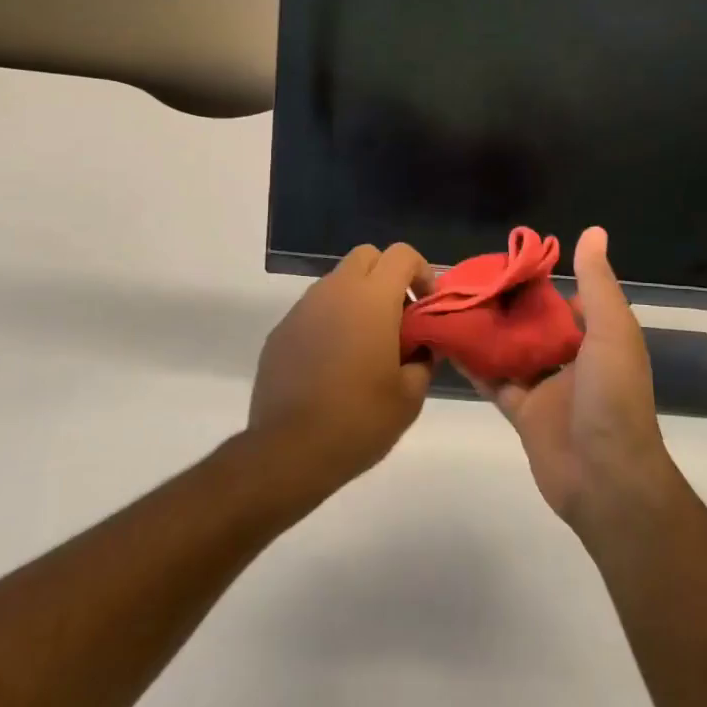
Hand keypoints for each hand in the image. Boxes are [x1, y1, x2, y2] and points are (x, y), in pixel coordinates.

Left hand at [247, 243, 436, 498]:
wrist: (289, 451)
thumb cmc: (359, 420)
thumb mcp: (410, 396)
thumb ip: (423, 359)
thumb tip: (420, 346)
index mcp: (372, 298)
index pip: (402, 254)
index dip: (421, 272)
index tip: (425, 306)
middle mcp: (335, 291)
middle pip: (366, 256)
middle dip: (387, 276)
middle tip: (397, 318)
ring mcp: (303, 308)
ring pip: (337, 281)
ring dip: (357, 298)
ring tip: (365, 344)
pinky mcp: (281, 330)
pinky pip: (314, 310)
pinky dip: (330, 321)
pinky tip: (332, 363)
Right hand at [469, 228, 677, 531]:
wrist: (606, 480)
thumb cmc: (612, 398)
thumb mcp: (611, 331)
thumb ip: (597, 283)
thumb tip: (593, 230)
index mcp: (597, 338)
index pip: (565, 299)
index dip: (538, 280)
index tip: (505, 260)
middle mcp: (572, 360)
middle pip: (533, 324)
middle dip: (506, 304)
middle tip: (467, 279)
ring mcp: (547, 388)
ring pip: (511, 351)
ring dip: (487, 331)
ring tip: (451, 303)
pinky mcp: (523, 414)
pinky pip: (495, 382)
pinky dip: (474, 365)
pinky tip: (447, 343)